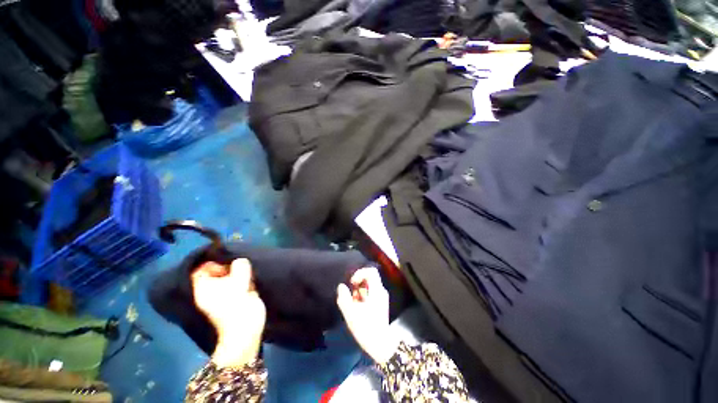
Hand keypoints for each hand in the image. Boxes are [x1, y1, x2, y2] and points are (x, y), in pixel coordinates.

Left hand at [192, 259, 265, 366]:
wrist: (245, 334)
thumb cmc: (237, 307)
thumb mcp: (239, 282)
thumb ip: (239, 267)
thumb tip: (240, 261)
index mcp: (203, 288)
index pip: (202, 268)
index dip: (215, 262)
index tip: (230, 263)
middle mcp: (209, 292)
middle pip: (216, 272)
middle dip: (230, 268)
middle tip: (242, 270)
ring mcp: (221, 298)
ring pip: (229, 279)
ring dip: (239, 276)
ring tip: (248, 279)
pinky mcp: (232, 303)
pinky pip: (236, 286)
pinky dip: (244, 283)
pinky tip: (250, 287)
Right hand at [337, 267, 398, 363]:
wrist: (380, 345)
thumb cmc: (365, 328)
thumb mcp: (351, 313)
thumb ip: (344, 297)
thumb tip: (341, 286)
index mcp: (377, 290)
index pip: (371, 271)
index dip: (360, 273)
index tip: (352, 283)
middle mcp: (381, 291)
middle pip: (370, 278)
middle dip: (358, 284)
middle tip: (351, 294)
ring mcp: (382, 297)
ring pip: (370, 286)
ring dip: (360, 291)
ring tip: (354, 303)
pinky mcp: (381, 304)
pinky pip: (371, 293)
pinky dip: (363, 296)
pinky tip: (358, 307)